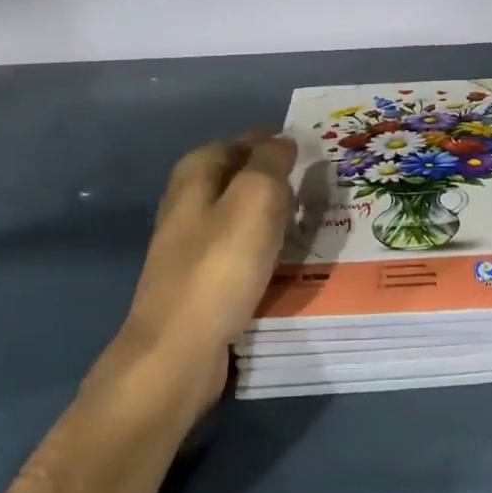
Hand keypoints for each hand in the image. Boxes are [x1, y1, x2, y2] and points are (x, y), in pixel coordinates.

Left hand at [0, 132, 296, 492]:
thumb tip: (282, 140)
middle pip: (234, 178)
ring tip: (308, 218)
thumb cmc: (219, 267)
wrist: (178, 353)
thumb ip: (270, 162)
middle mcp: (186, 206)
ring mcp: (189, 247)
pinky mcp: (200, 282)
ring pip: (237, 215)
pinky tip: (285, 257)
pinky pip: (239, 250)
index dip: (269, 142)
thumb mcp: (255, 199)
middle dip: (270, 176)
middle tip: (313, 183)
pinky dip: (263, 246)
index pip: (236, 143)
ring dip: (269, 213)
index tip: (306, 149)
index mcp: (194, 177)